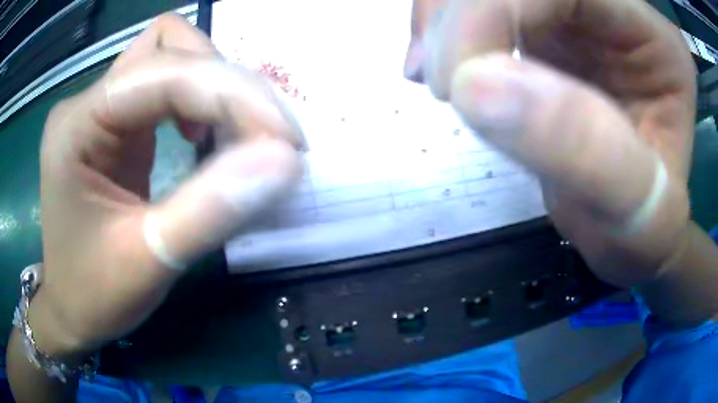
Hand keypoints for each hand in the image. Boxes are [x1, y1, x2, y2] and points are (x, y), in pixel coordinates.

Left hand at [32, 14, 301, 357]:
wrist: (70, 308)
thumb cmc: (94, 294)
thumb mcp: (150, 262)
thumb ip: (212, 209)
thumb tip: (285, 162)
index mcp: (77, 126)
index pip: (163, 73)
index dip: (231, 93)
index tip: (285, 141)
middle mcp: (87, 102)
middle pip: (168, 46)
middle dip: (226, 82)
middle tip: (267, 138)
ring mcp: (100, 109)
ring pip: (170, 55)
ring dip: (215, 86)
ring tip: (239, 136)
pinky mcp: (115, 124)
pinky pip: (166, 86)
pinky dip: (201, 101)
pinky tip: (205, 137)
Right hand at [406, 0, 695, 286]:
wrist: (632, 226)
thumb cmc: (644, 226)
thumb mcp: (634, 210)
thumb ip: (582, 150)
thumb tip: (474, 87)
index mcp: (654, 37)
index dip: (493, 7)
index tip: (458, 81)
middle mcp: (614, 6)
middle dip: (459, 14)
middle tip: (441, 82)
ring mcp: (575, 10)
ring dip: (444, 18)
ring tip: (436, 77)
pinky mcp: (541, 23)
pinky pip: (478, 4)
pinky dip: (442, 26)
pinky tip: (439, 68)